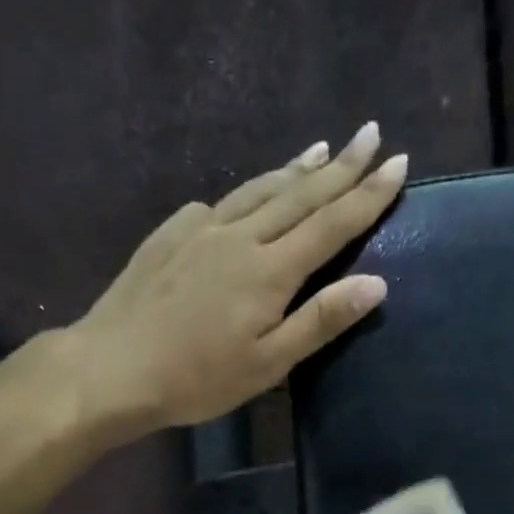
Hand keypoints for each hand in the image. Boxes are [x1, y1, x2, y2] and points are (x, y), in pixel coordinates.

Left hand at [66, 122, 405, 430]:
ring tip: (321, 149)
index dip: (367, 195)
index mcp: (269, 270)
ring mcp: (201, 230)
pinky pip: (221, 203)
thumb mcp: (268, 364)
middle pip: (299, 195)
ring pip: (259, 189)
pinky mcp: (171, 234)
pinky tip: (250, 195)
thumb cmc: (197, 378)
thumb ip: (320, 321)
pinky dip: (248, 192)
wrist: (114, 367)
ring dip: (295, 169)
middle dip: (340, 165)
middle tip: (371, 134)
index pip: (331, 224)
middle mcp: (240, 236)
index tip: (399, 164)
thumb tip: (376, 283)